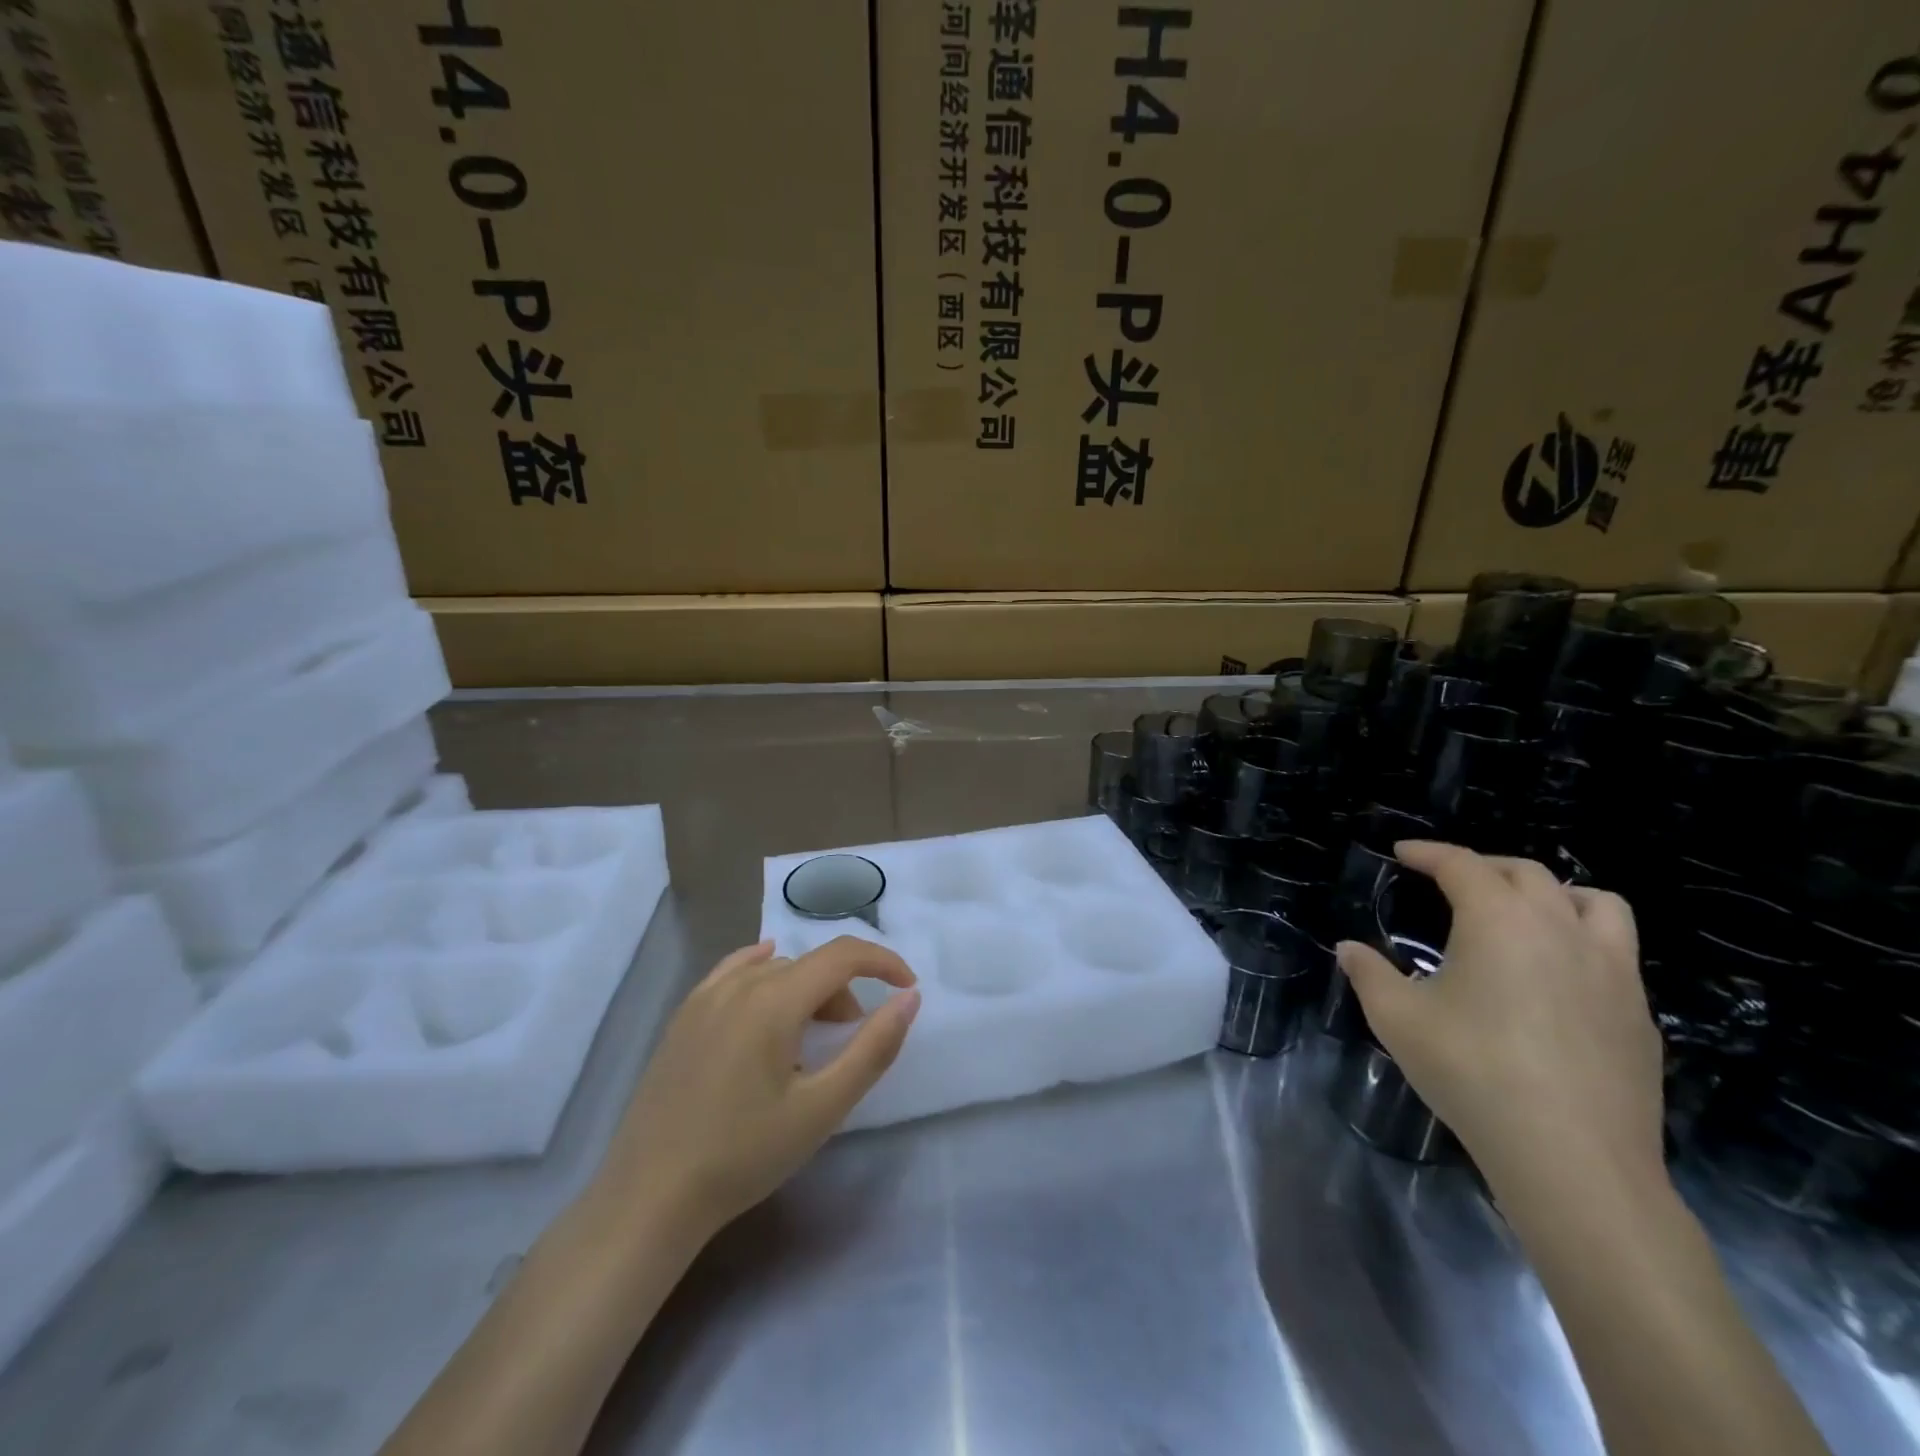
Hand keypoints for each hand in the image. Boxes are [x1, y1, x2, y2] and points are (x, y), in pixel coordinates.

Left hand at [591, 938, 919, 1238]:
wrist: (650, 1197)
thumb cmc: (743, 1155)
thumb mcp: (821, 1108)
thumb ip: (873, 1048)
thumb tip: (910, 998)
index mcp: (774, 1000)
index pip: (842, 955)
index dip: (882, 962)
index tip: (906, 988)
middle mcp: (739, 984)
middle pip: (809, 965)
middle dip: (844, 992)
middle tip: (851, 1040)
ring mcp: (705, 997)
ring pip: (775, 971)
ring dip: (807, 990)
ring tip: (810, 1040)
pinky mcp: (684, 1016)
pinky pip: (734, 972)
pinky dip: (764, 971)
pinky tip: (766, 982)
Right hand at [1334, 841, 1665, 1192]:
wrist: (1573, 1157)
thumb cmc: (1473, 1071)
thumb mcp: (1397, 1019)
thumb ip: (1368, 974)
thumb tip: (1348, 949)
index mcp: (1500, 920)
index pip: (1462, 864)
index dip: (1428, 853)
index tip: (1402, 852)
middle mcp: (1561, 929)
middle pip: (1527, 873)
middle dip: (1483, 866)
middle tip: (1450, 881)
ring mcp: (1613, 971)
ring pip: (1596, 903)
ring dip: (1554, 894)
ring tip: (1525, 914)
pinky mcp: (1640, 1014)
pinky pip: (1616, 953)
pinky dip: (1583, 943)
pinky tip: (1557, 979)